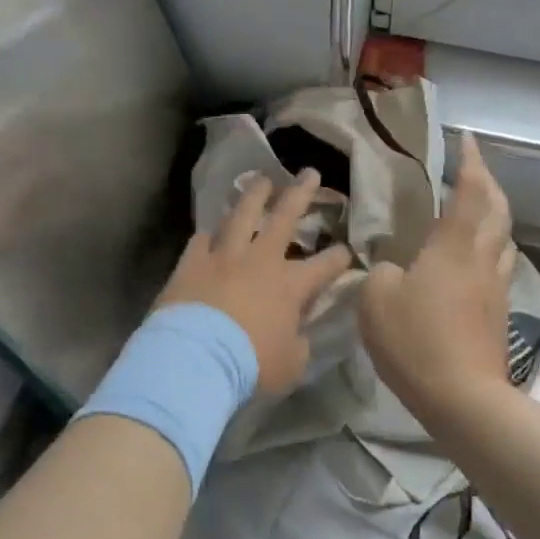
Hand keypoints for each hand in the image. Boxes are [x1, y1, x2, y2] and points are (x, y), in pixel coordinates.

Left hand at [153, 169, 352, 396]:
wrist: (195, 358)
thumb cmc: (250, 365)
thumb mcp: (290, 365)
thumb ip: (298, 343)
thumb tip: (298, 334)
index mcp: (291, 286)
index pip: (325, 266)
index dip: (339, 257)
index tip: (348, 250)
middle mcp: (260, 260)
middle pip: (284, 217)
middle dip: (301, 193)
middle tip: (309, 173)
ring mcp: (224, 256)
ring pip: (242, 214)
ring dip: (254, 196)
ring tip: (262, 180)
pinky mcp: (192, 262)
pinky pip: (202, 240)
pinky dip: (209, 234)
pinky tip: (210, 230)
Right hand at [360, 132, 515, 423]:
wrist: (465, 400)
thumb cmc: (416, 341)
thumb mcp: (376, 300)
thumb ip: (380, 272)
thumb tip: (393, 267)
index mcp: (453, 247)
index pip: (469, 193)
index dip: (470, 163)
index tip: (467, 140)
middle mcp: (481, 259)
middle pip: (497, 211)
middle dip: (489, 183)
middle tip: (475, 167)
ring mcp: (496, 288)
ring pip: (504, 239)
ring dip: (496, 215)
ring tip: (480, 208)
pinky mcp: (499, 315)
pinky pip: (500, 266)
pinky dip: (492, 248)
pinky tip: (478, 258)